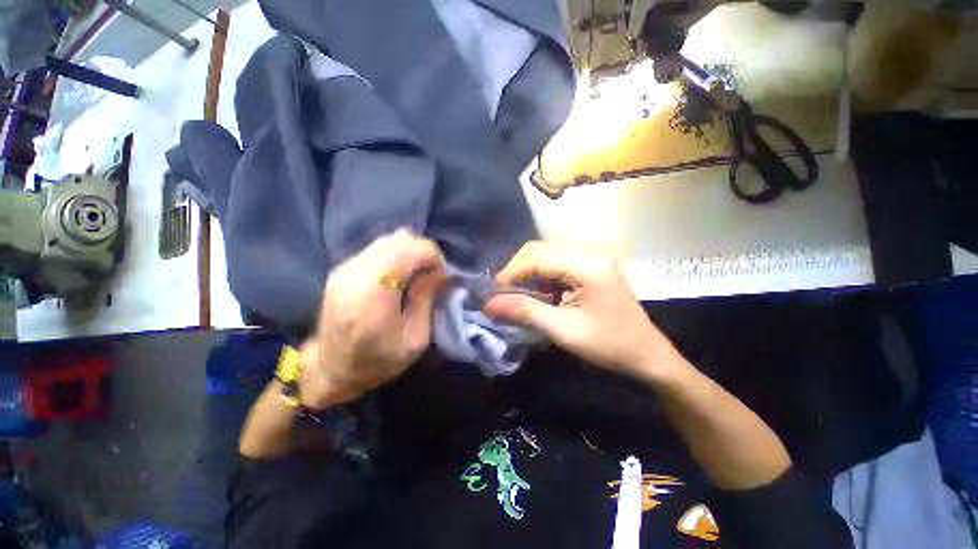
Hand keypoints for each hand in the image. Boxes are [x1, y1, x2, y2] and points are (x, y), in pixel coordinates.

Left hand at [298, 229, 446, 407]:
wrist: (330, 371)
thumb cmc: (378, 362)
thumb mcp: (415, 340)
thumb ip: (426, 299)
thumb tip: (440, 271)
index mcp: (374, 293)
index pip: (411, 249)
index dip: (433, 257)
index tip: (441, 277)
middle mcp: (356, 272)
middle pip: (400, 240)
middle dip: (423, 252)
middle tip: (431, 275)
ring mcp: (345, 268)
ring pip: (388, 240)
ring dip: (410, 252)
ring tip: (416, 276)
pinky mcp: (342, 269)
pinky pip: (377, 249)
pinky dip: (396, 255)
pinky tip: (399, 276)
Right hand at [483, 241, 681, 379]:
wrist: (647, 354)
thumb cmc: (609, 345)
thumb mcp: (563, 331)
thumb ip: (525, 312)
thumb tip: (489, 304)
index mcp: (589, 265)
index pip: (537, 258)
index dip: (510, 273)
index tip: (493, 293)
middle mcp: (591, 250)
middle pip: (540, 249)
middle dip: (517, 270)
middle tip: (504, 295)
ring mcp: (593, 254)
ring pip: (546, 253)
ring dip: (528, 272)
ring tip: (518, 294)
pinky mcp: (592, 262)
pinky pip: (556, 261)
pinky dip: (541, 274)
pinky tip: (538, 292)